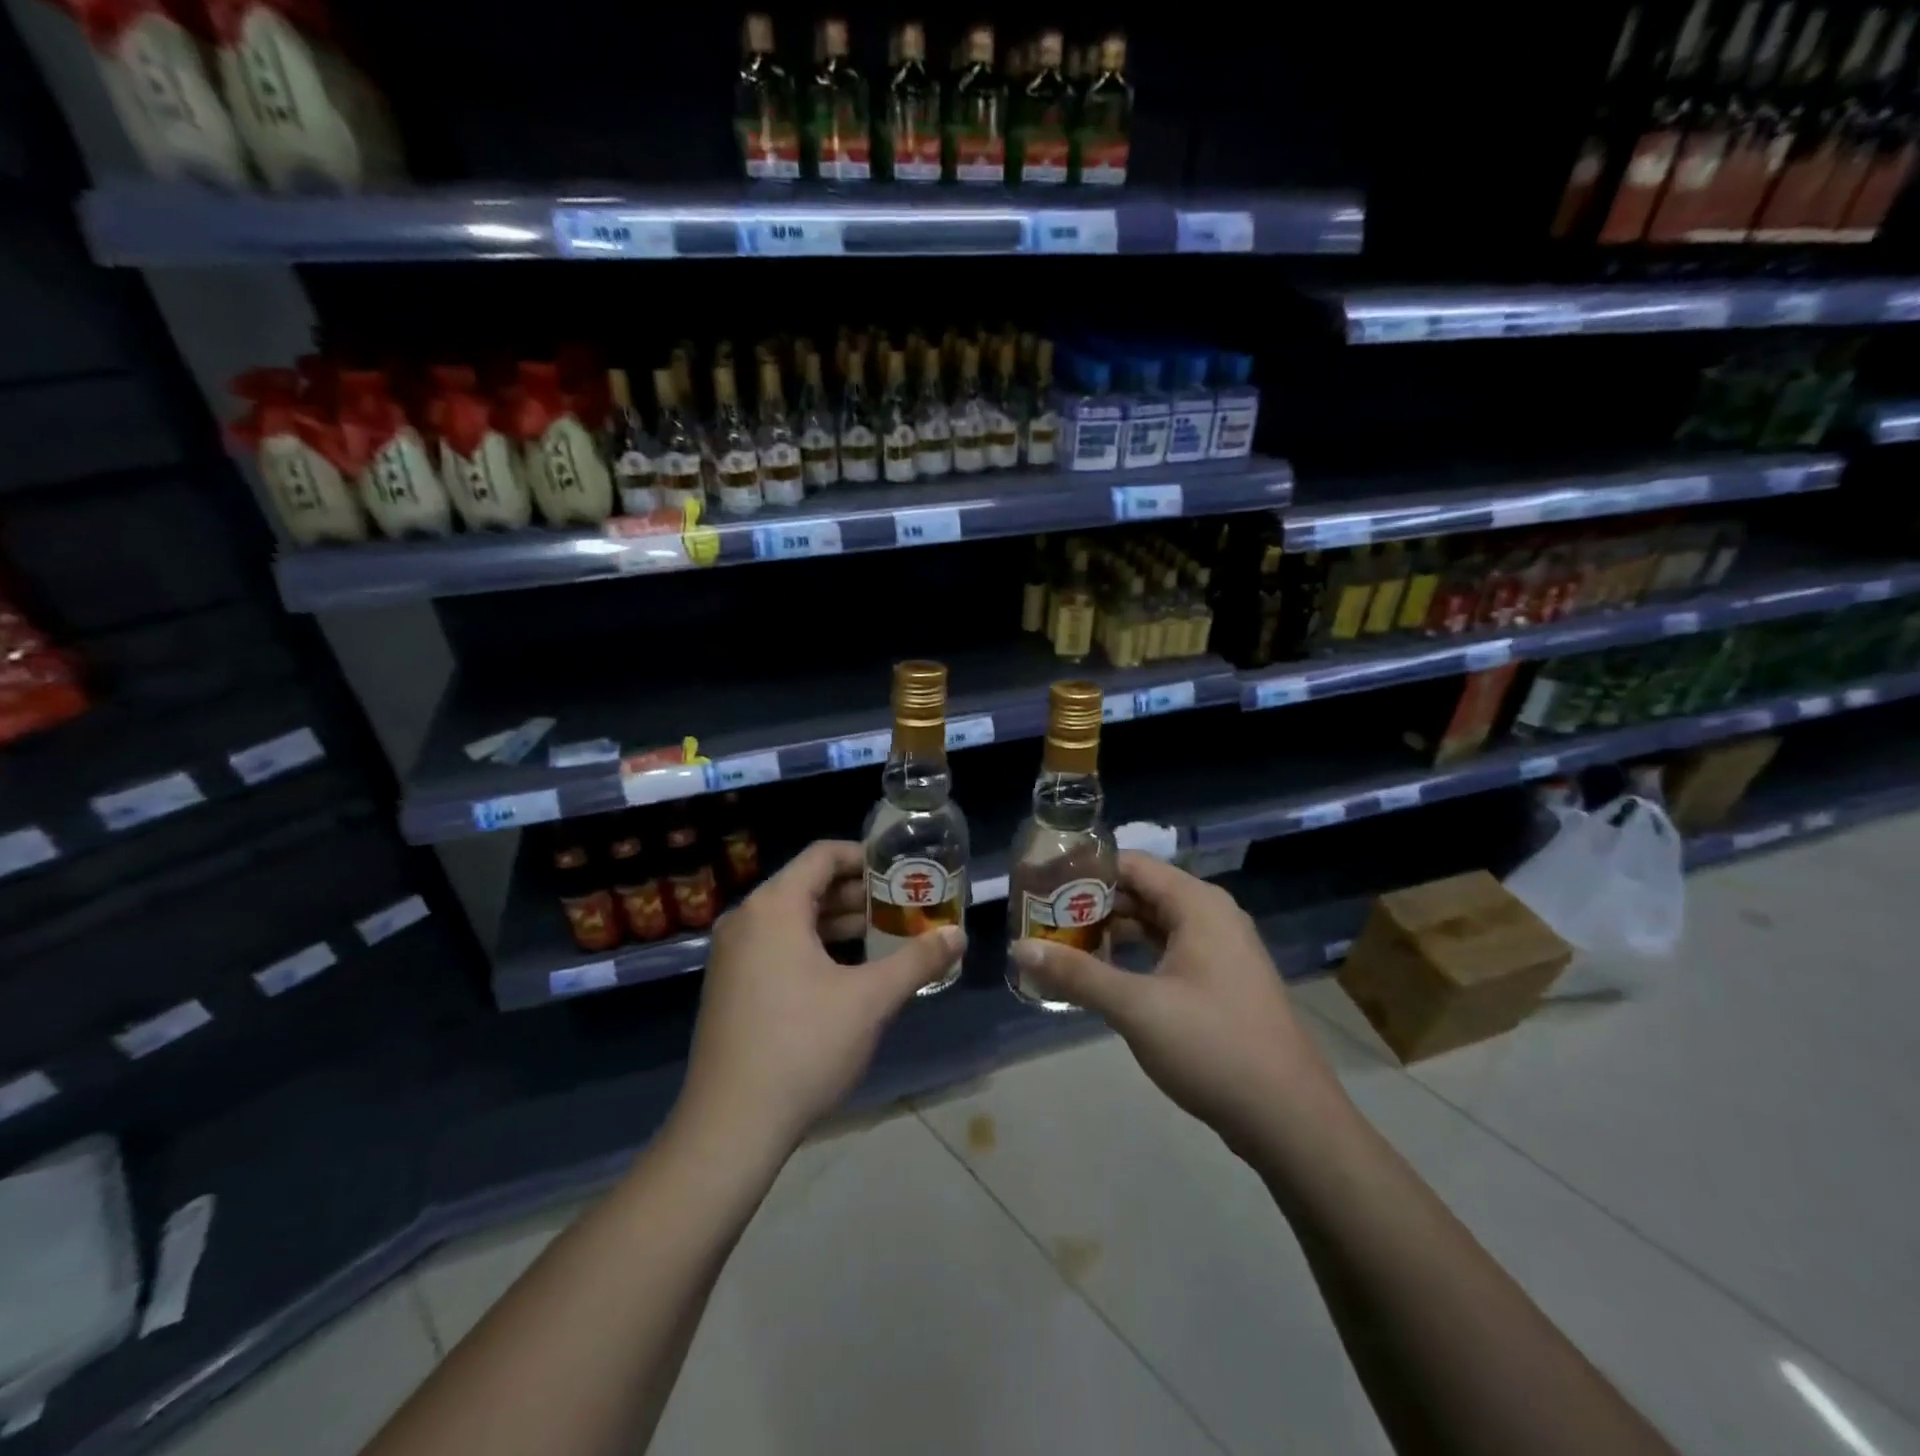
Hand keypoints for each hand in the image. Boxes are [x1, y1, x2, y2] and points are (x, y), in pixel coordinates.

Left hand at [674, 840, 964, 1158]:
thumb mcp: (870, 1000)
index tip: (901, 870)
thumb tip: (958, 935)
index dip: (865, 856)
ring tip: (885, 936)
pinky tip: (848, 972)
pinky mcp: (730, 987)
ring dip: (838, 922)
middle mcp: (746, 920)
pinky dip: (814, 946)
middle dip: (857, 893)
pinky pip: (777, 946)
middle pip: (807, 885)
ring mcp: (732, 956)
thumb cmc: (803, 1046)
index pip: (822, 855)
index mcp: (773, 907)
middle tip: (903, 905)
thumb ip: (917, 960)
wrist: (730, 1126)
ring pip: (792, 919)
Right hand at [1010, 852, 1338, 1151]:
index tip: (1042, 885)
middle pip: (1141, 891)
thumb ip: (1077, 974)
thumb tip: (1019, 948)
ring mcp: (1220, 950)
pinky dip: (1135, 956)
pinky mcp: (1221, 982)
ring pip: (1154, 924)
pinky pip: (1168, 951)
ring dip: (1111, 932)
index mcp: (1197, 904)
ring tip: (1063, 945)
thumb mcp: (1136, 1007)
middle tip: (1043, 918)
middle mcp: (1211, 916)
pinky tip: (1104, 976)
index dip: (1085, 870)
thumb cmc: (1212, 1046)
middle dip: (1092, 904)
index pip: (1131, 864)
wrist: (1290, 1118)